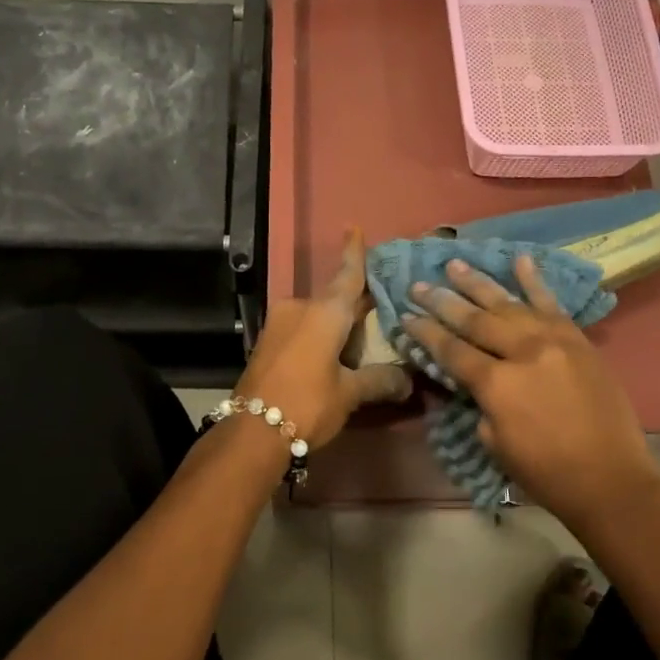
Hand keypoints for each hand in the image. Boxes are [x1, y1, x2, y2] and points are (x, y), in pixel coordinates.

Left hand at [235, 228, 413, 450]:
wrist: (251, 432)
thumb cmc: (307, 403)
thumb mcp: (349, 394)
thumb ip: (379, 380)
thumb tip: (407, 381)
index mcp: (324, 312)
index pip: (347, 276)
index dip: (354, 253)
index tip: (353, 227)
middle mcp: (299, 308)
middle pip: (334, 300)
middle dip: (355, 308)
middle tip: (379, 316)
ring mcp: (279, 324)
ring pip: (317, 317)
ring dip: (336, 328)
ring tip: (357, 350)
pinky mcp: (267, 342)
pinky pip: (301, 330)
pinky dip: (319, 337)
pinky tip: (331, 358)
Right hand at [401, 255, 659, 527]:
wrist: (610, 479)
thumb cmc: (545, 472)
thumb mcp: (494, 442)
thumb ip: (482, 402)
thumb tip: (475, 378)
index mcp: (497, 384)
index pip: (451, 350)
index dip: (425, 332)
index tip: (405, 315)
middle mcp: (523, 352)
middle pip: (474, 320)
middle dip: (442, 301)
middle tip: (418, 285)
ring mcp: (554, 340)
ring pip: (509, 304)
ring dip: (478, 283)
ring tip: (455, 264)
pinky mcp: (578, 339)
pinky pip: (552, 304)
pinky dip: (535, 281)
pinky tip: (520, 259)